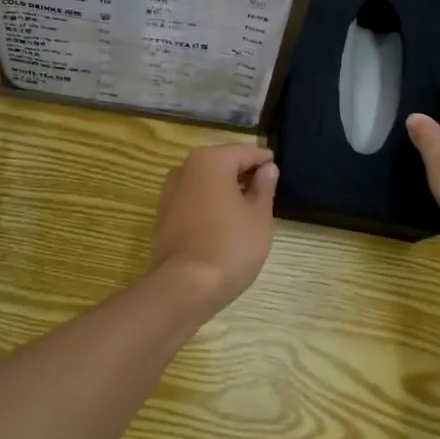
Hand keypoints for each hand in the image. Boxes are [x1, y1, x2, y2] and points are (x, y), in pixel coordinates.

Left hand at [151, 145, 279, 314]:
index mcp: (210, 160)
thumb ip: (264, 187)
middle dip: (243, 174)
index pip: (245, 152)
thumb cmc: (230, 246)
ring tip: (247, 208)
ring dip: (225, 190)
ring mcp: (170, 191)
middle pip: (222, 164)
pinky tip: (224, 223)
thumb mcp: (259, 217)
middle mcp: (185, 168)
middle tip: (266, 190)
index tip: (276, 168)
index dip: (263, 160)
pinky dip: (209, 204)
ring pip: (206, 182)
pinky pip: (193, 199)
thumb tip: (267, 168)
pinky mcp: (163, 214)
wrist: (184, 286)